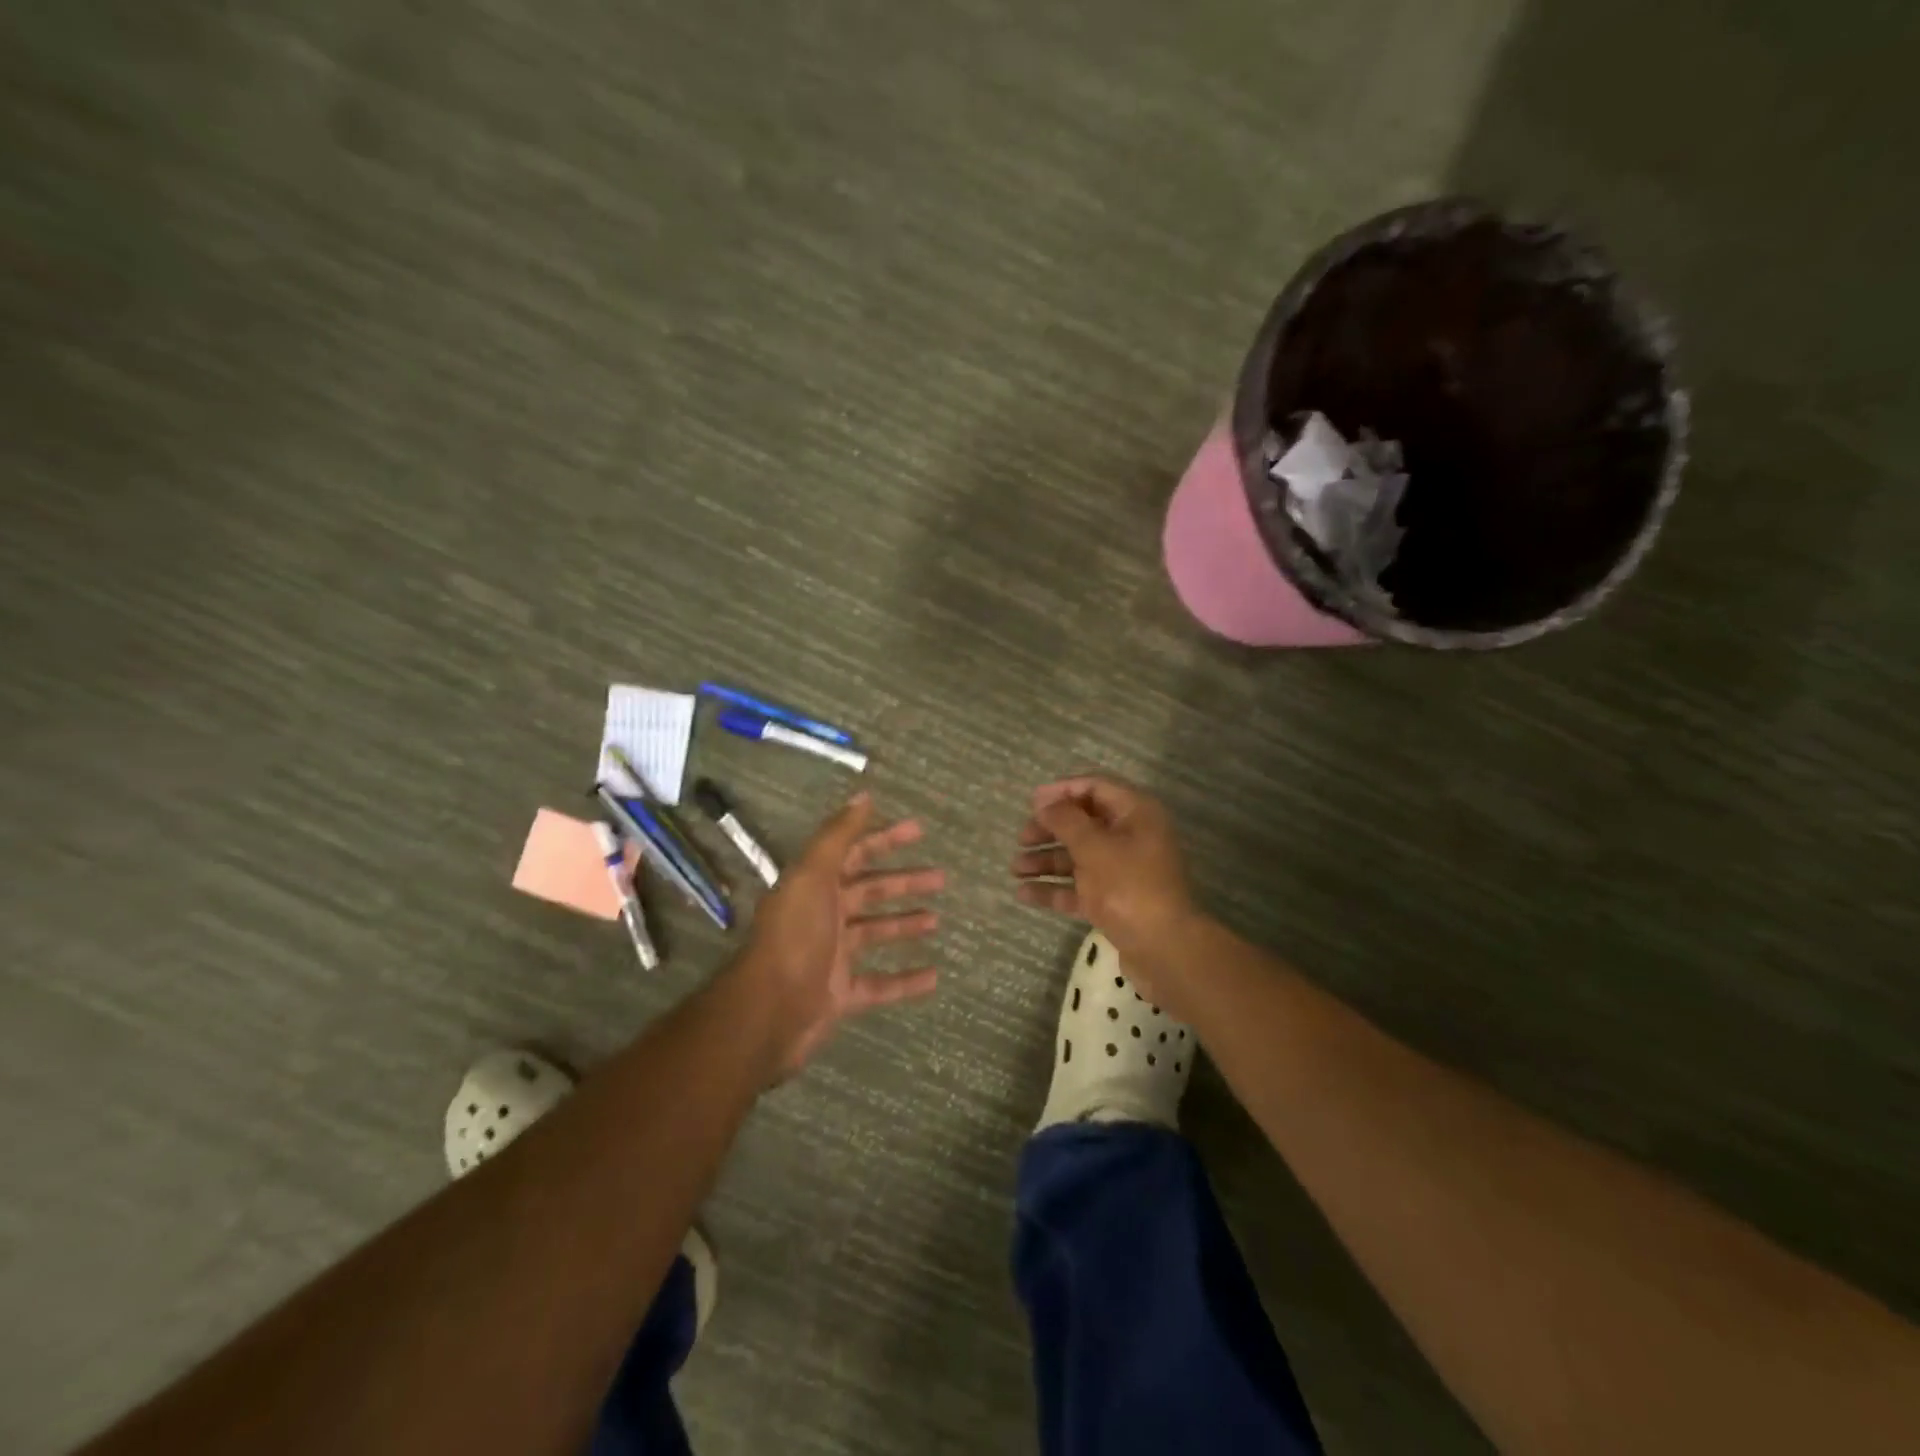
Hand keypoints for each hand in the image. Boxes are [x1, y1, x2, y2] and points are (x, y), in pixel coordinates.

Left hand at [738, 792, 943, 1076]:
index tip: (919, 830)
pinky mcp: (841, 994)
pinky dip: (905, 981)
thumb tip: (863, 796)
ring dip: (904, 925)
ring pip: (875, 933)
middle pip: (870, 892)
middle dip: (903, 883)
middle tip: (941, 877)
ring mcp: (832, 956)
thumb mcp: (813, 877)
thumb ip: (838, 837)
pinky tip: (934, 976)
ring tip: (937, 920)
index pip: (855, 854)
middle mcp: (823, 916)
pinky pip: (879, 984)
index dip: (885, 839)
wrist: (769, 1011)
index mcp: (815, 886)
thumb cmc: (795, 937)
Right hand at [1011, 775, 1198, 991]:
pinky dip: (1054, 888)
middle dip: (1049, 829)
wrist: (1164, 949)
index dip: (1062, 791)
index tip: (1030, 802)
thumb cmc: (1130, 887)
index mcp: (1135, 814)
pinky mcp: (1114, 901)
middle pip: (1083, 823)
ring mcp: (1122, 871)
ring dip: (1046, 859)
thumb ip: (1066, 820)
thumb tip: (1044, 801)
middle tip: (1021, 839)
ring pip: (1078, 857)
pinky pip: (1078, 887)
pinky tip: (1023, 893)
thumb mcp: (1094, 847)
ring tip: (1015, 868)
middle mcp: (1130, 837)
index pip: (1095, 787)